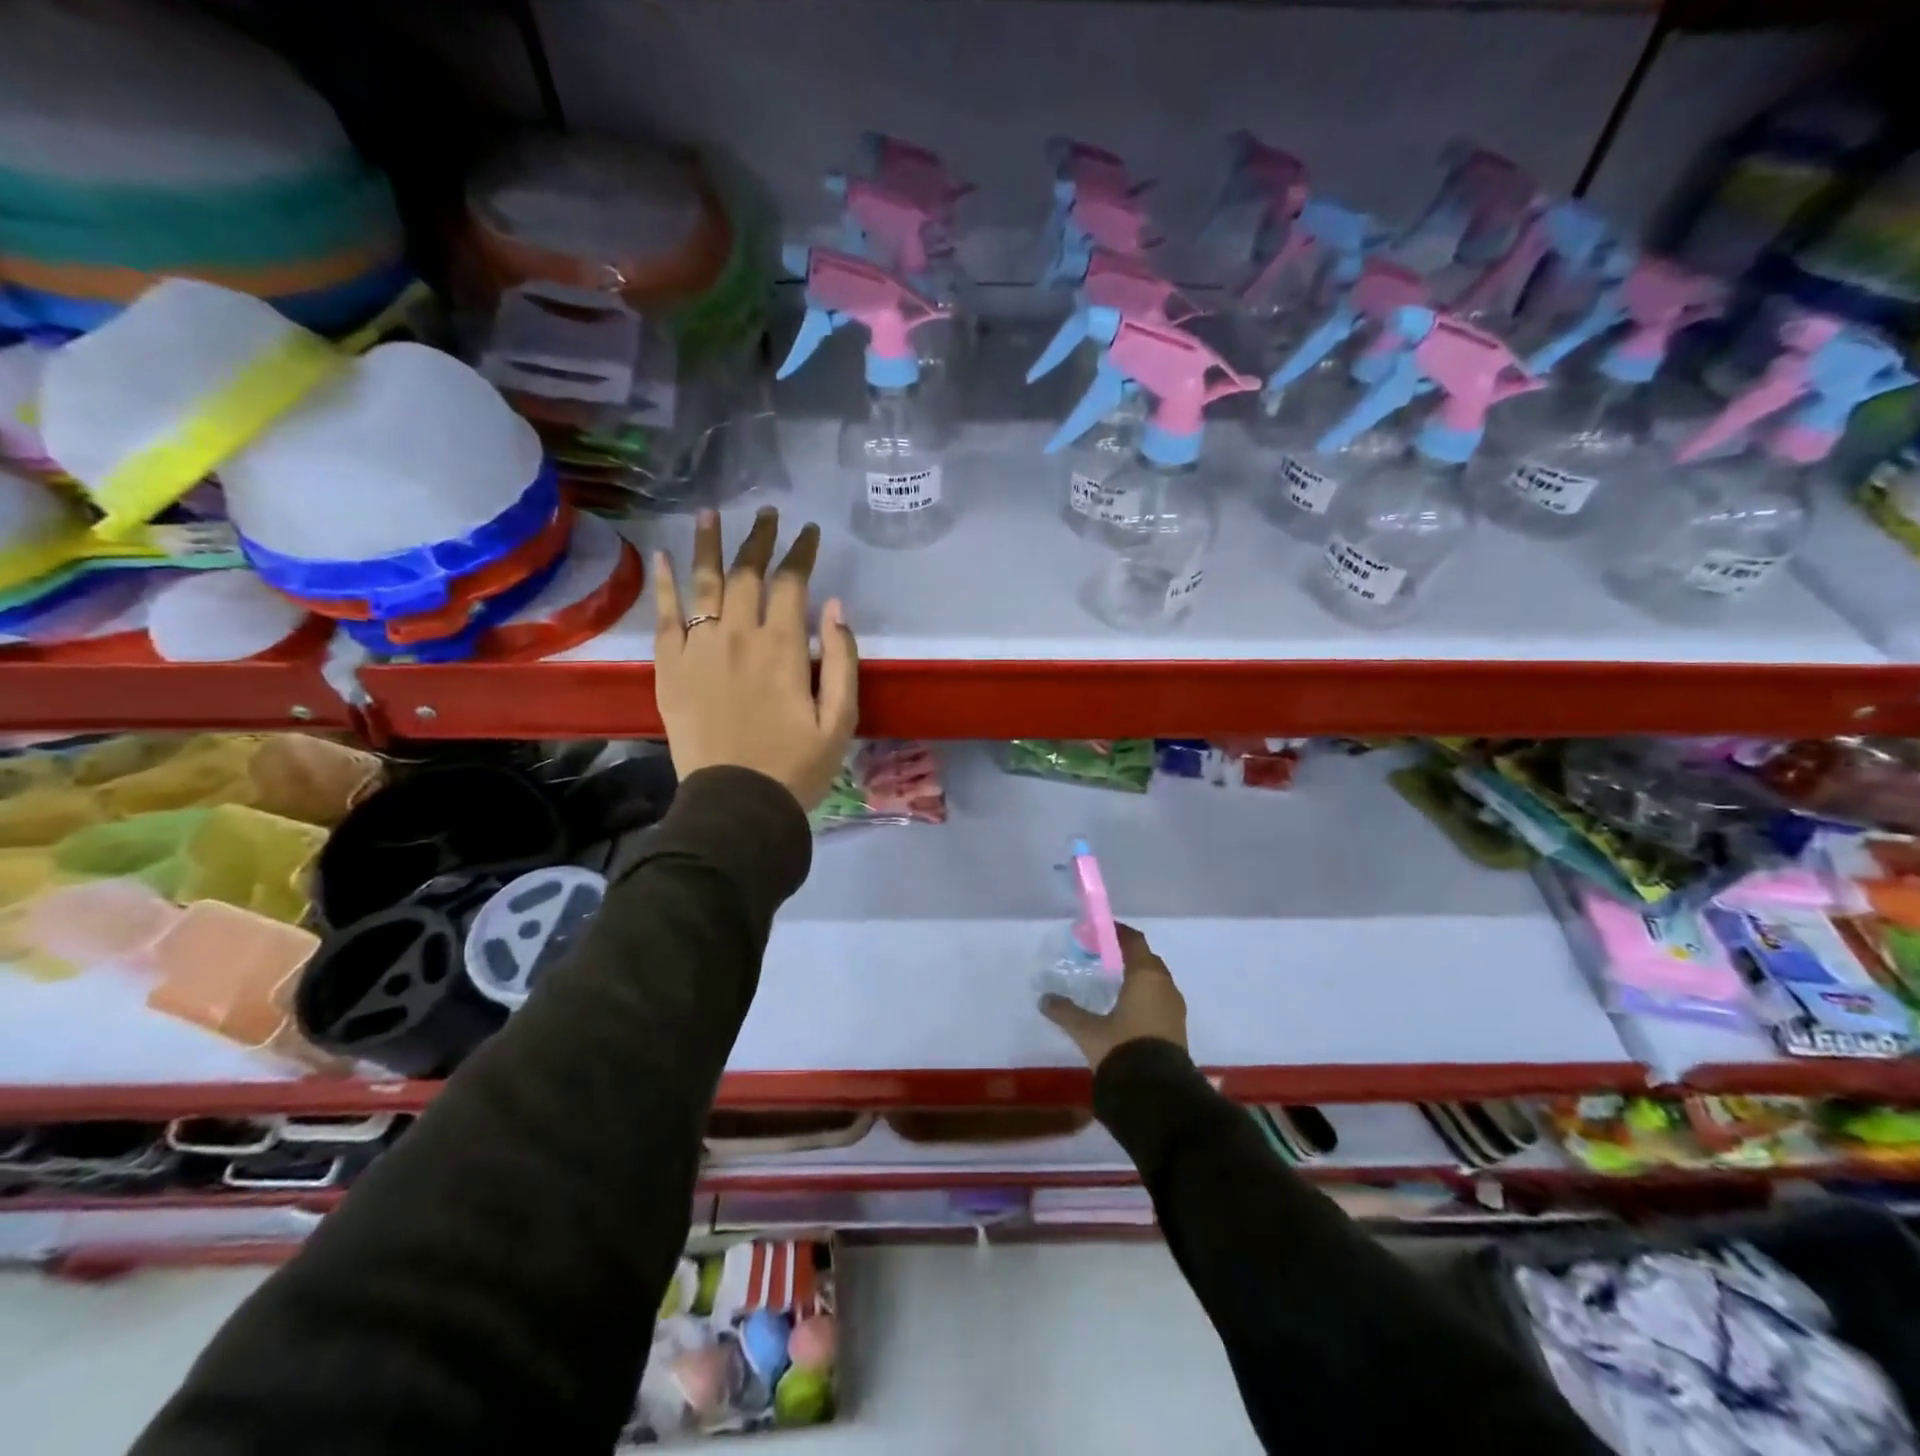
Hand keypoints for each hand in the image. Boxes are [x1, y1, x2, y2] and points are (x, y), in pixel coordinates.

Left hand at [652, 507, 858, 811]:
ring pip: (703, 583)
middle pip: (747, 573)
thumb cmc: (796, 767)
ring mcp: (698, 649)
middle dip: (760, 538)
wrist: (737, 805)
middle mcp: (738, 636)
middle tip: (767, 513)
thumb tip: (835, 607)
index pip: (792, 582)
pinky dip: (664, 585)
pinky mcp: (669, 669)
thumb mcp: (841, 720)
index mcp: (783, 648)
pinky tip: (664, 558)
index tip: (810, 532)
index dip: (802, 552)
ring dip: (709, 544)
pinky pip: (664, 617)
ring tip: (711, 513)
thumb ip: (843, 660)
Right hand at [1041, 924, 1187, 1070]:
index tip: (1100, 930)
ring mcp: (1175, 1008)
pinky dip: (1145, 995)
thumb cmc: (1122, 1049)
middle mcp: (1165, 986)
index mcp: (1145, 976)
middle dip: (1127, 954)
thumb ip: (1066, 1012)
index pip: (1134, 941)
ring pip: (1156, 980)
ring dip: (1138, 976)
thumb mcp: (1088, 1031)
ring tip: (1114, 981)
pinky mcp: (1177, 1028)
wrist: (1158, 1094)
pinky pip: (1160, 999)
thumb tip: (1044, 999)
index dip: (1118, 933)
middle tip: (1103, 955)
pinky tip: (1128, 1007)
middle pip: (1147, 959)